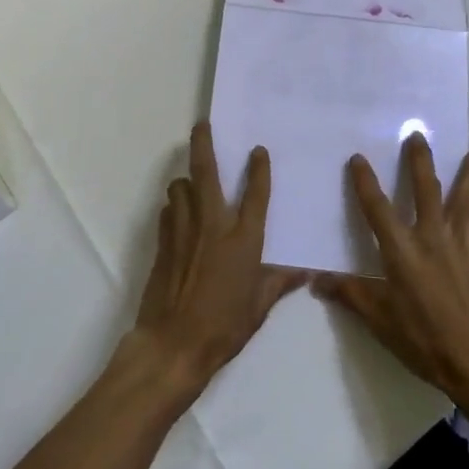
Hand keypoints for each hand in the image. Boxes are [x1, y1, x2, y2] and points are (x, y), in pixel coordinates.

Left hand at [127, 122, 304, 395]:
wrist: (174, 344)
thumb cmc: (224, 326)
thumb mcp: (259, 306)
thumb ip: (279, 282)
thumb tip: (305, 271)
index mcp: (243, 238)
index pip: (255, 194)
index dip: (259, 169)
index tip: (258, 150)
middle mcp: (213, 225)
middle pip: (206, 171)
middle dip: (203, 143)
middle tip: (202, 124)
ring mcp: (184, 231)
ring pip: (180, 187)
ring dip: (185, 181)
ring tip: (190, 183)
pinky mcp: (163, 242)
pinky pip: (169, 212)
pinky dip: (174, 207)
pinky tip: (178, 216)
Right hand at [313, 134, 468, 411]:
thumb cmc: (424, 341)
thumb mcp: (381, 321)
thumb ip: (351, 294)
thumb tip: (316, 279)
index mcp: (402, 252)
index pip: (377, 209)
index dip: (365, 182)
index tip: (358, 158)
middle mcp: (432, 238)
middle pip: (426, 189)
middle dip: (420, 160)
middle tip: (418, 134)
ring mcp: (462, 244)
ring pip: (465, 199)